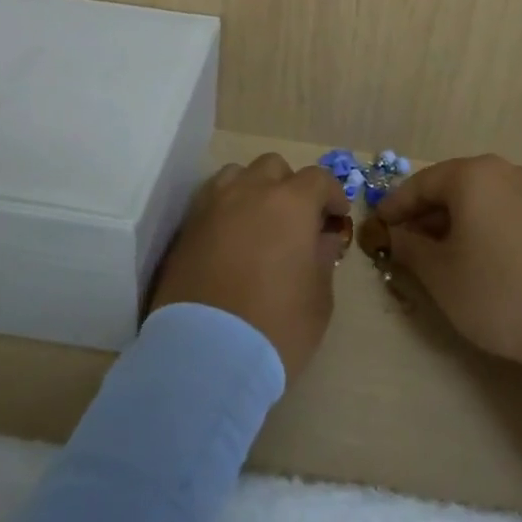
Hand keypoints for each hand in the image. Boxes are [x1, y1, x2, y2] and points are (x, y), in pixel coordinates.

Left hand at [150, 153, 349, 382]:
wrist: (205, 354)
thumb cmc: (276, 326)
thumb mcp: (319, 299)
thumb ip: (323, 258)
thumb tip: (322, 238)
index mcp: (291, 203)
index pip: (318, 178)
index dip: (332, 195)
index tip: (336, 218)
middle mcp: (250, 191)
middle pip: (274, 167)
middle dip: (290, 186)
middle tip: (296, 221)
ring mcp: (213, 205)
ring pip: (237, 174)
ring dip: (253, 189)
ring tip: (258, 221)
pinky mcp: (186, 226)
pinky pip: (211, 198)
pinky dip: (225, 206)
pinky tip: (230, 236)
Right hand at [364, 154, 521, 375]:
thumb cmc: (500, 292)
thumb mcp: (441, 274)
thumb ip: (410, 248)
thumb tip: (395, 236)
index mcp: (474, 175)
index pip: (422, 183)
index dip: (395, 206)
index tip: (377, 227)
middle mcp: (507, 172)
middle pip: (454, 187)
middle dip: (426, 215)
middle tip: (405, 244)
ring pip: (483, 200)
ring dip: (456, 223)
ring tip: (440, 256)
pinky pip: (507, 213)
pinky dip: (485, 229)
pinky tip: (481, 260)